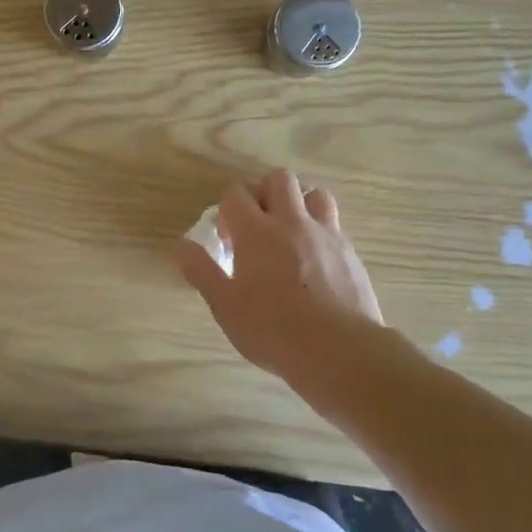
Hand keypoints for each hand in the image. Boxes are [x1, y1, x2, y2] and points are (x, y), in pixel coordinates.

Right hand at [175, 169, 384, 378]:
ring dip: (299, 203)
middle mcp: (292, 222)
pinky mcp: (351, 254)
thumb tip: (181, 246)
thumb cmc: (274, 329)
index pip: (236, 193)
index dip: (226, 208)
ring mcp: (326, 235)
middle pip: (278, 179)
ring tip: (290, 231)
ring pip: (314, 194)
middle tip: (256, 222)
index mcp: (256, 231)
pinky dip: (321, 232)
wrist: (341, 352)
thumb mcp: (225, 306)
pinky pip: (334, 226)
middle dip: (263, 192)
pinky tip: (316, 260)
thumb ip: (201, 271)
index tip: (226, 237)